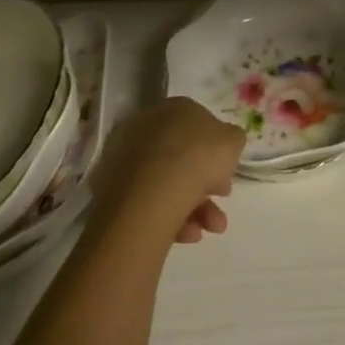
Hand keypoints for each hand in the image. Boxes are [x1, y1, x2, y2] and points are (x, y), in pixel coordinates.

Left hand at [92, 98, 245, 245]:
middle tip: (222, 200)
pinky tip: (189, 235)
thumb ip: (231, 139)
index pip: (198, 126)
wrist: (153, 193)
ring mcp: (126, 159)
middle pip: (182, 157)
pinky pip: (150, 202)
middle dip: (207, 183)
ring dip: (196, 207)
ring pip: (168, 183)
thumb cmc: (198, 157)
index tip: (228, 172)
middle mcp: (147, 128)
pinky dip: (172, 218)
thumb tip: (225, 143)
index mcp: (175, 108)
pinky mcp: (111, 191)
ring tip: (212, 228)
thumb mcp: (233, 141)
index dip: (217, 150)